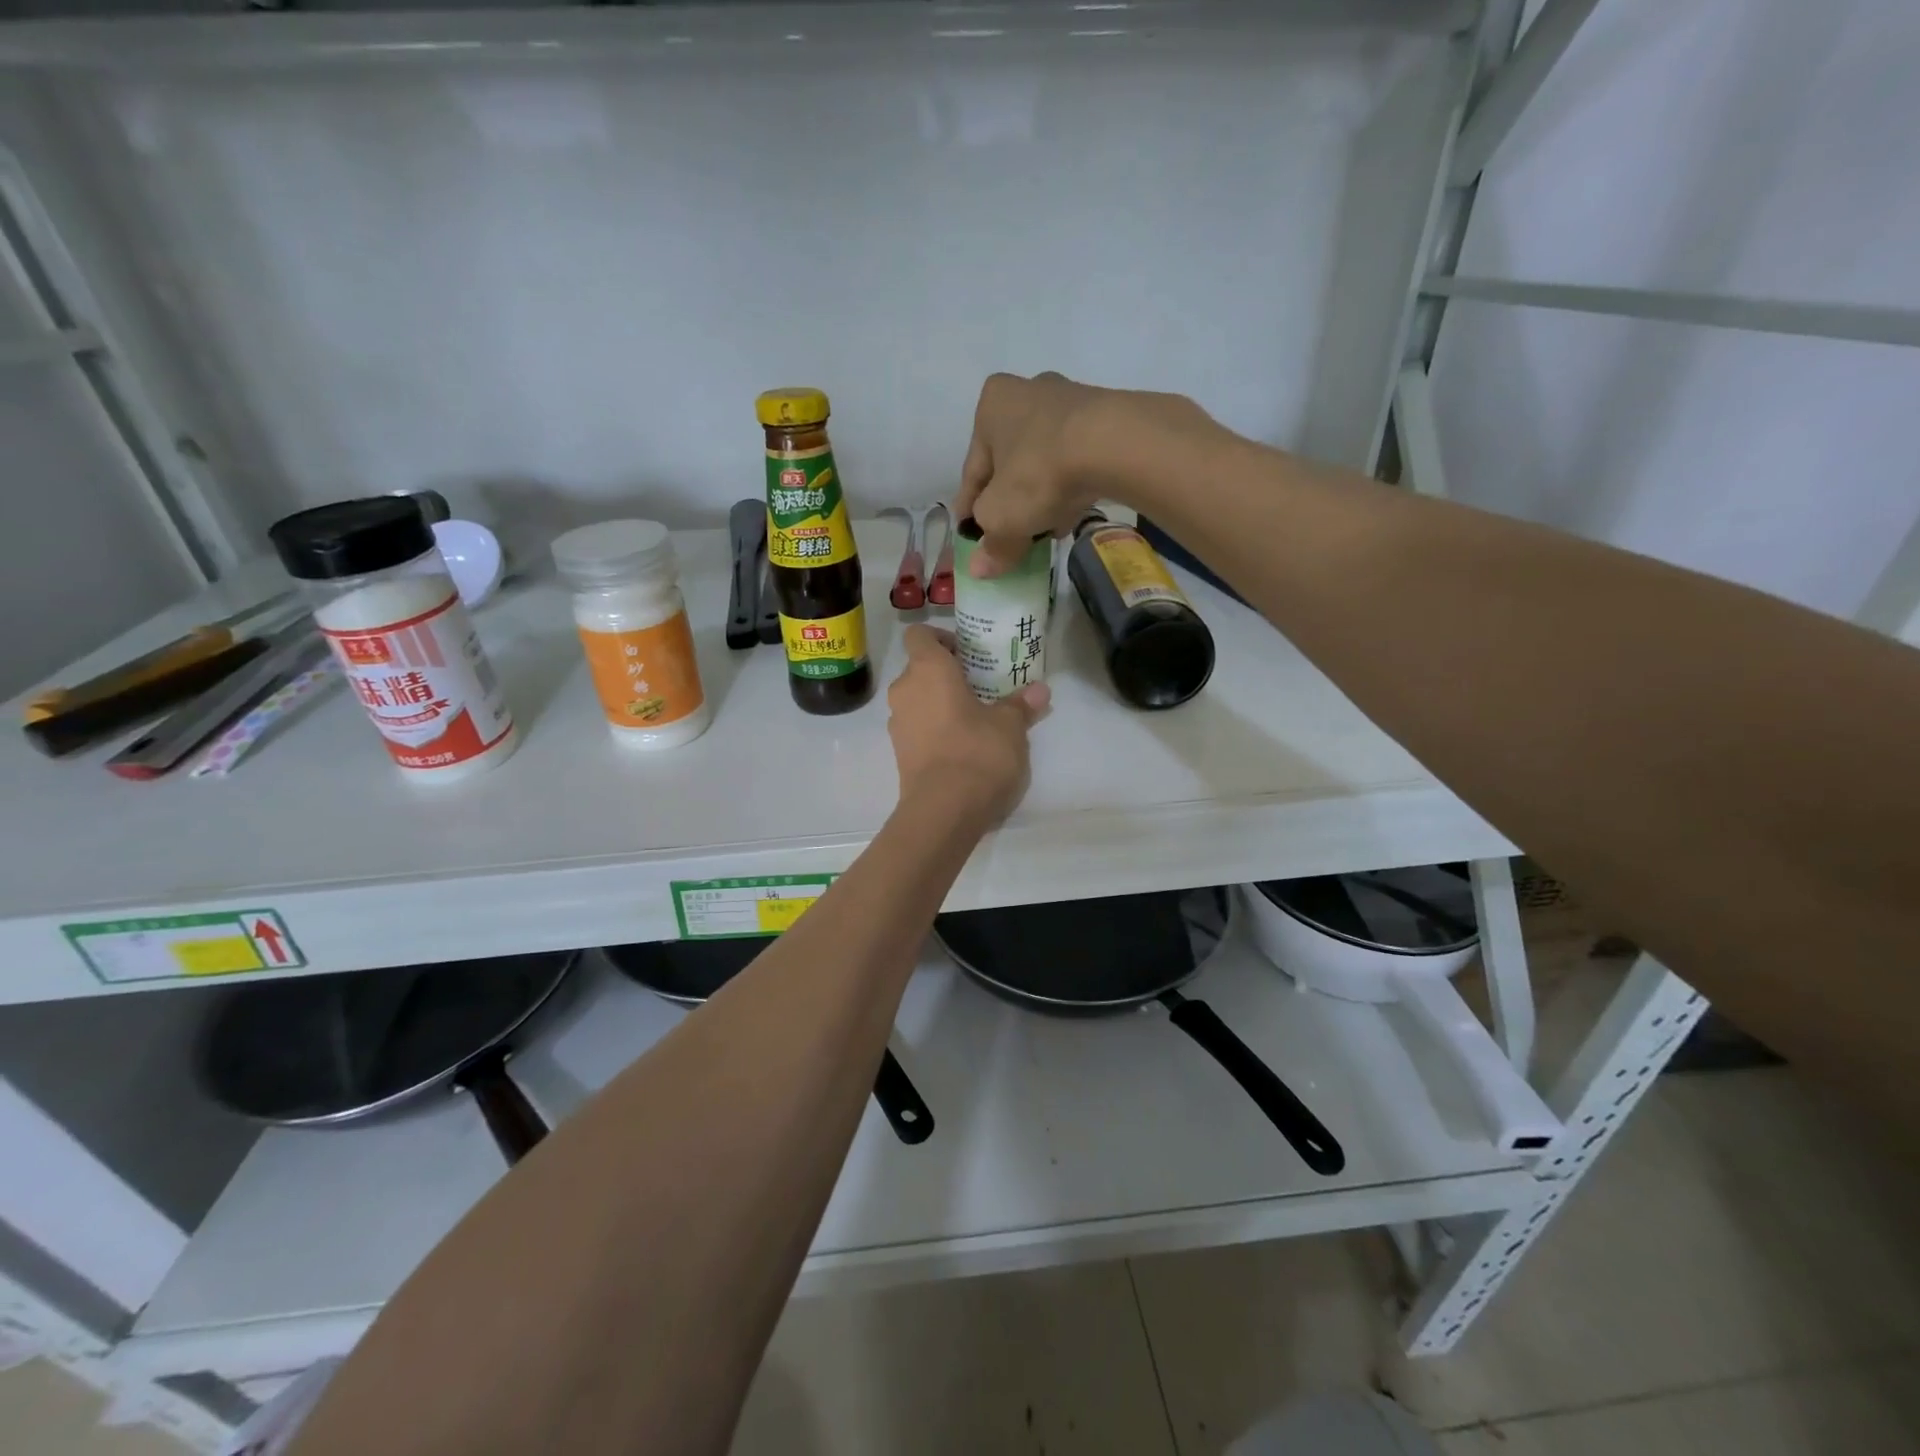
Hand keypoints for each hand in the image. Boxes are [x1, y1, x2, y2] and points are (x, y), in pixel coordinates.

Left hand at [887, 625, 1048, 822]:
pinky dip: (935, 728)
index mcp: (927, 670)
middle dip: (947, 674)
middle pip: (920, 669)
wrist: (943, 811)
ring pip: (918, 700)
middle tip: (980, 686)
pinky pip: (917, 728)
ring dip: (940, 703)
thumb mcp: (1010, 726)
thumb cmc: (977, 752)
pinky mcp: (899, 754)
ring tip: (974, 718)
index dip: (940, 638)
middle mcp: (904, 691)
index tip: (967, 653)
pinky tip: (962, 746)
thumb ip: (1021, 705)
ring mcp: (897, 724)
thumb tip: (1040, 690)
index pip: (919, 635)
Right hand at [956, 371, 1216, 576]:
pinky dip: (1070, 487)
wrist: (1115, 445)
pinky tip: (1071, 515)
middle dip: (1008, 499)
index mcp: (993, 405)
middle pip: (1010, 462)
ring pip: (1044, 461)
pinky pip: (1076, 460)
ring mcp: (1071, 401)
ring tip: (1043, 530)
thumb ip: (991, 544)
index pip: (973, 470)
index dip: (969, 508)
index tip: (970, 534)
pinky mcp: (1107, 418)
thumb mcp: (1003, 518)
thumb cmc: (1039, 473)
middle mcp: (1029, 391)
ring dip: (1040, 495)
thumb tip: (981, 569)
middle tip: (1008, 533)